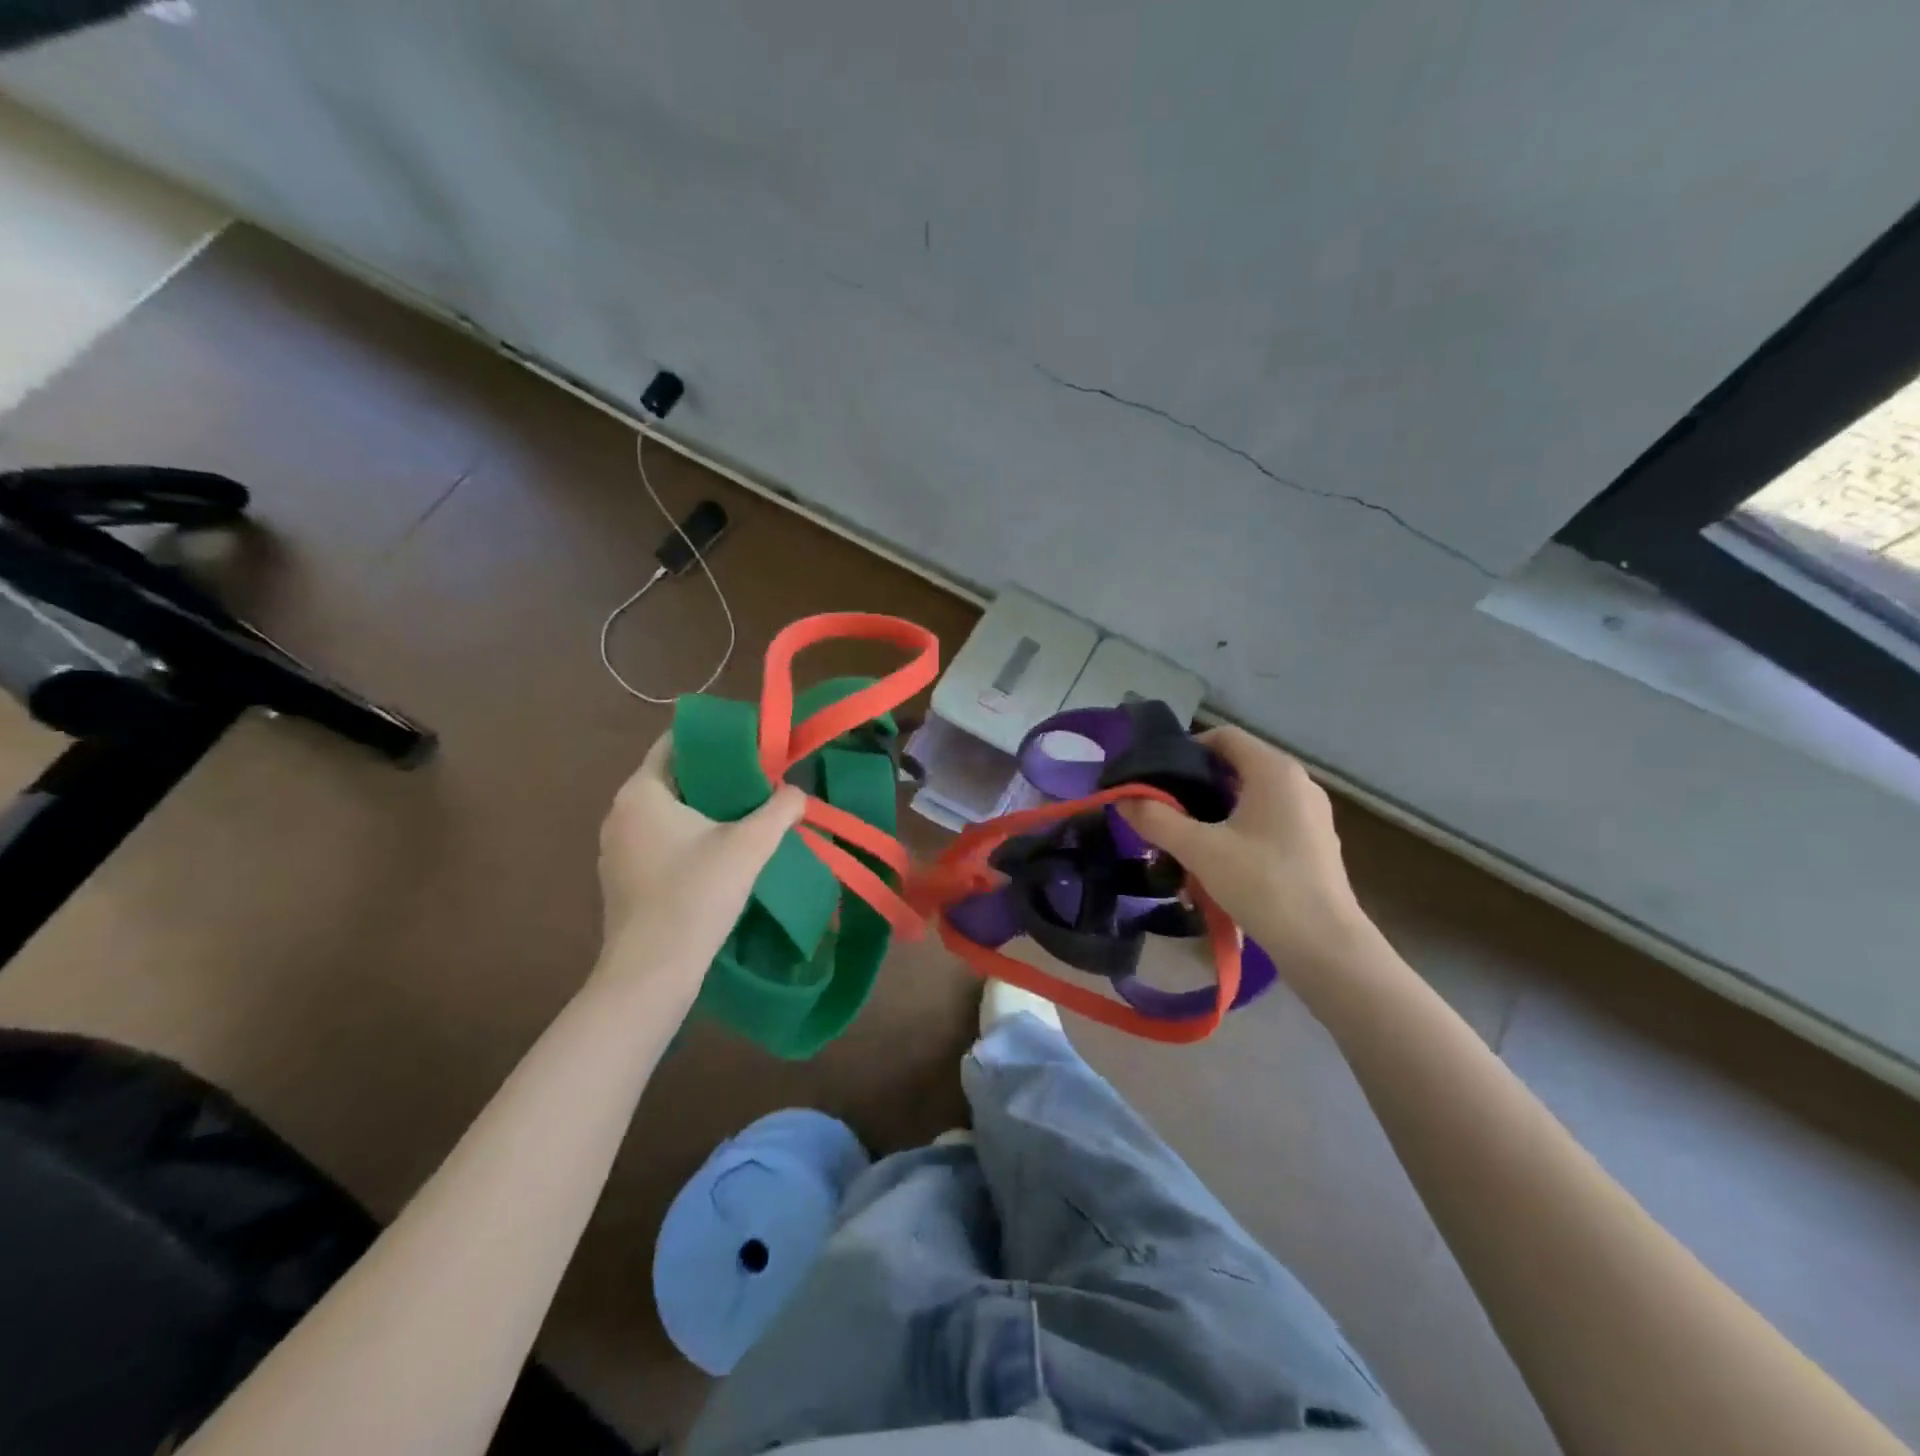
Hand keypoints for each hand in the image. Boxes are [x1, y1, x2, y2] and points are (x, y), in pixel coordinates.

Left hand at [595, 733, 805, 997]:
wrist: (651, 973)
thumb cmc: (696, 895)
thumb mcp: (750, 846)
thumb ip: (780, 809)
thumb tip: (796, 793)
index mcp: (641, 792)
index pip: (674, 743)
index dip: (714, 739)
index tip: (750, 745)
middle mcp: (620, 813)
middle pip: (673, 778)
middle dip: (715, 776)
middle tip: (759, 780)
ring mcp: (616, 850)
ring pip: (666, 813)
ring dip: (702, 810)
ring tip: (745, 816)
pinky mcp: (622, 880)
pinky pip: (658, 842)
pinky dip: (687, 838)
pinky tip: (719, 855)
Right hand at [1118, 726, 1373, 975]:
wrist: (1324, 946)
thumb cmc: (1262, 883)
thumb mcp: (1199, 850)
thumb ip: (1156, 819)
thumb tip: (1122, 798)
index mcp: (1274, 771)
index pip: (1224, 736)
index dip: (1186, 749)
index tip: (1156, 777)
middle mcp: (1297, 783)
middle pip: (1235, 769)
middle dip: (1195, 788)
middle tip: (1162, 812)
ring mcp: (1309, 815)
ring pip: (1249, 800)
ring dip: (1213, 815)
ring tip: (1183, 843)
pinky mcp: (1313, 845)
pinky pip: (1265, 824)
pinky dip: (1237, 834)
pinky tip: (1216, 866)